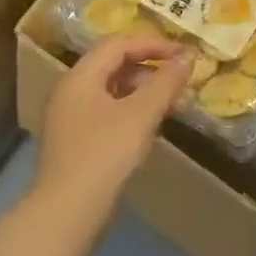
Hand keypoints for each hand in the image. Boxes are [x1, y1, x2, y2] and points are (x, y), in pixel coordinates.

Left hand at [37, 33, 192, 225]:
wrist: (67, 211)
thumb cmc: (105, 154)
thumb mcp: (141, 114)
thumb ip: (166, 82)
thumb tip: (188, 56)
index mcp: (80, 77)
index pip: (119, 44)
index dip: (154, 43)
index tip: (184, 54)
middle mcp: (70, 90)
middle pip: (113, 63)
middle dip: (150, 66)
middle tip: (180, 77)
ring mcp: (70, 117)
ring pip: (111, 89)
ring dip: (143, 89)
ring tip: (172, 102)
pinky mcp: (75, 140)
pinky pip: (107, 110)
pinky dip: (131, 109)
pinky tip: (150, 125)